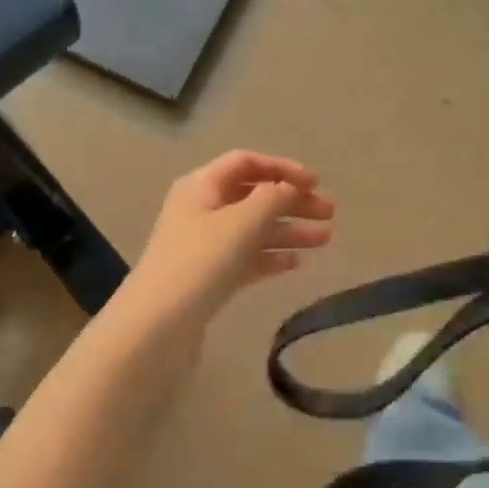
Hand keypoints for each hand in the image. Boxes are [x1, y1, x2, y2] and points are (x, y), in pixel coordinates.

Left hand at [124, 151, 334, 327]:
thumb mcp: (240, 222)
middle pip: (253, 196)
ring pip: (253, 229)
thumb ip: (272, 198)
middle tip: (330, 214)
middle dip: (292, 202)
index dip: (282, 168)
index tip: (316, 182)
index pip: (246, 163)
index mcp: (201, 186)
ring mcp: (204, 245)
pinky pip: (246, 258)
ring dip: (288, 230)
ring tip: (325, 240)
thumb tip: (289, 187)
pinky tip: (296, 263)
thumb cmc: (199, 262)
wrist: (159, 324)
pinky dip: (270, 257)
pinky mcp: (209, 276)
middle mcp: (201, 209)